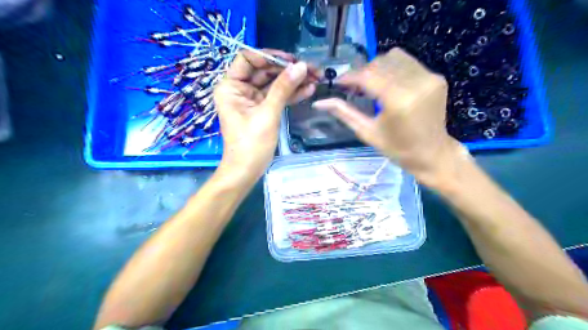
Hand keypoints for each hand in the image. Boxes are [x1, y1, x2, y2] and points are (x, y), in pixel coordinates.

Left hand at [215, 49, 316, 183]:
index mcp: (231, 86)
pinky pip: (277, 97)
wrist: (246, 171)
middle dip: (287, 70)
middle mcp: (239, 89)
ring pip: (273, 84)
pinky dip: (291, 94)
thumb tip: (301, 66)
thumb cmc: (251, 144)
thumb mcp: (267, 114)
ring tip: (315, 78)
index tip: (291, 60)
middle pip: (264, 71)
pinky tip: (308, 90)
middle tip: (311, 69)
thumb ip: (283, 88)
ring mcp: (252, 100)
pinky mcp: (262, 110)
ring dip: (293, 81)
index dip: (269, 56)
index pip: (248, 58)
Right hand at [312, 48, 468, 188]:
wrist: (433, 154)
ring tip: (370, 85)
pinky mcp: (435, 77)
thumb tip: (318, 102)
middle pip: (379, 63)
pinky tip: (387, 84)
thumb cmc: (397, 149)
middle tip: (353, 88)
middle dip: (361, 72)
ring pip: (393, 57)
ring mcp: (429, 78)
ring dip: (376, 67)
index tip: (338, 83)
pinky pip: (408, 62)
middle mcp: (416, 83)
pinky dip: (392, 68)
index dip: (349, 77)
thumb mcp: (367, 132)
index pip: (367, 75)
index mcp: (398, 101)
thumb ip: (343, 113)